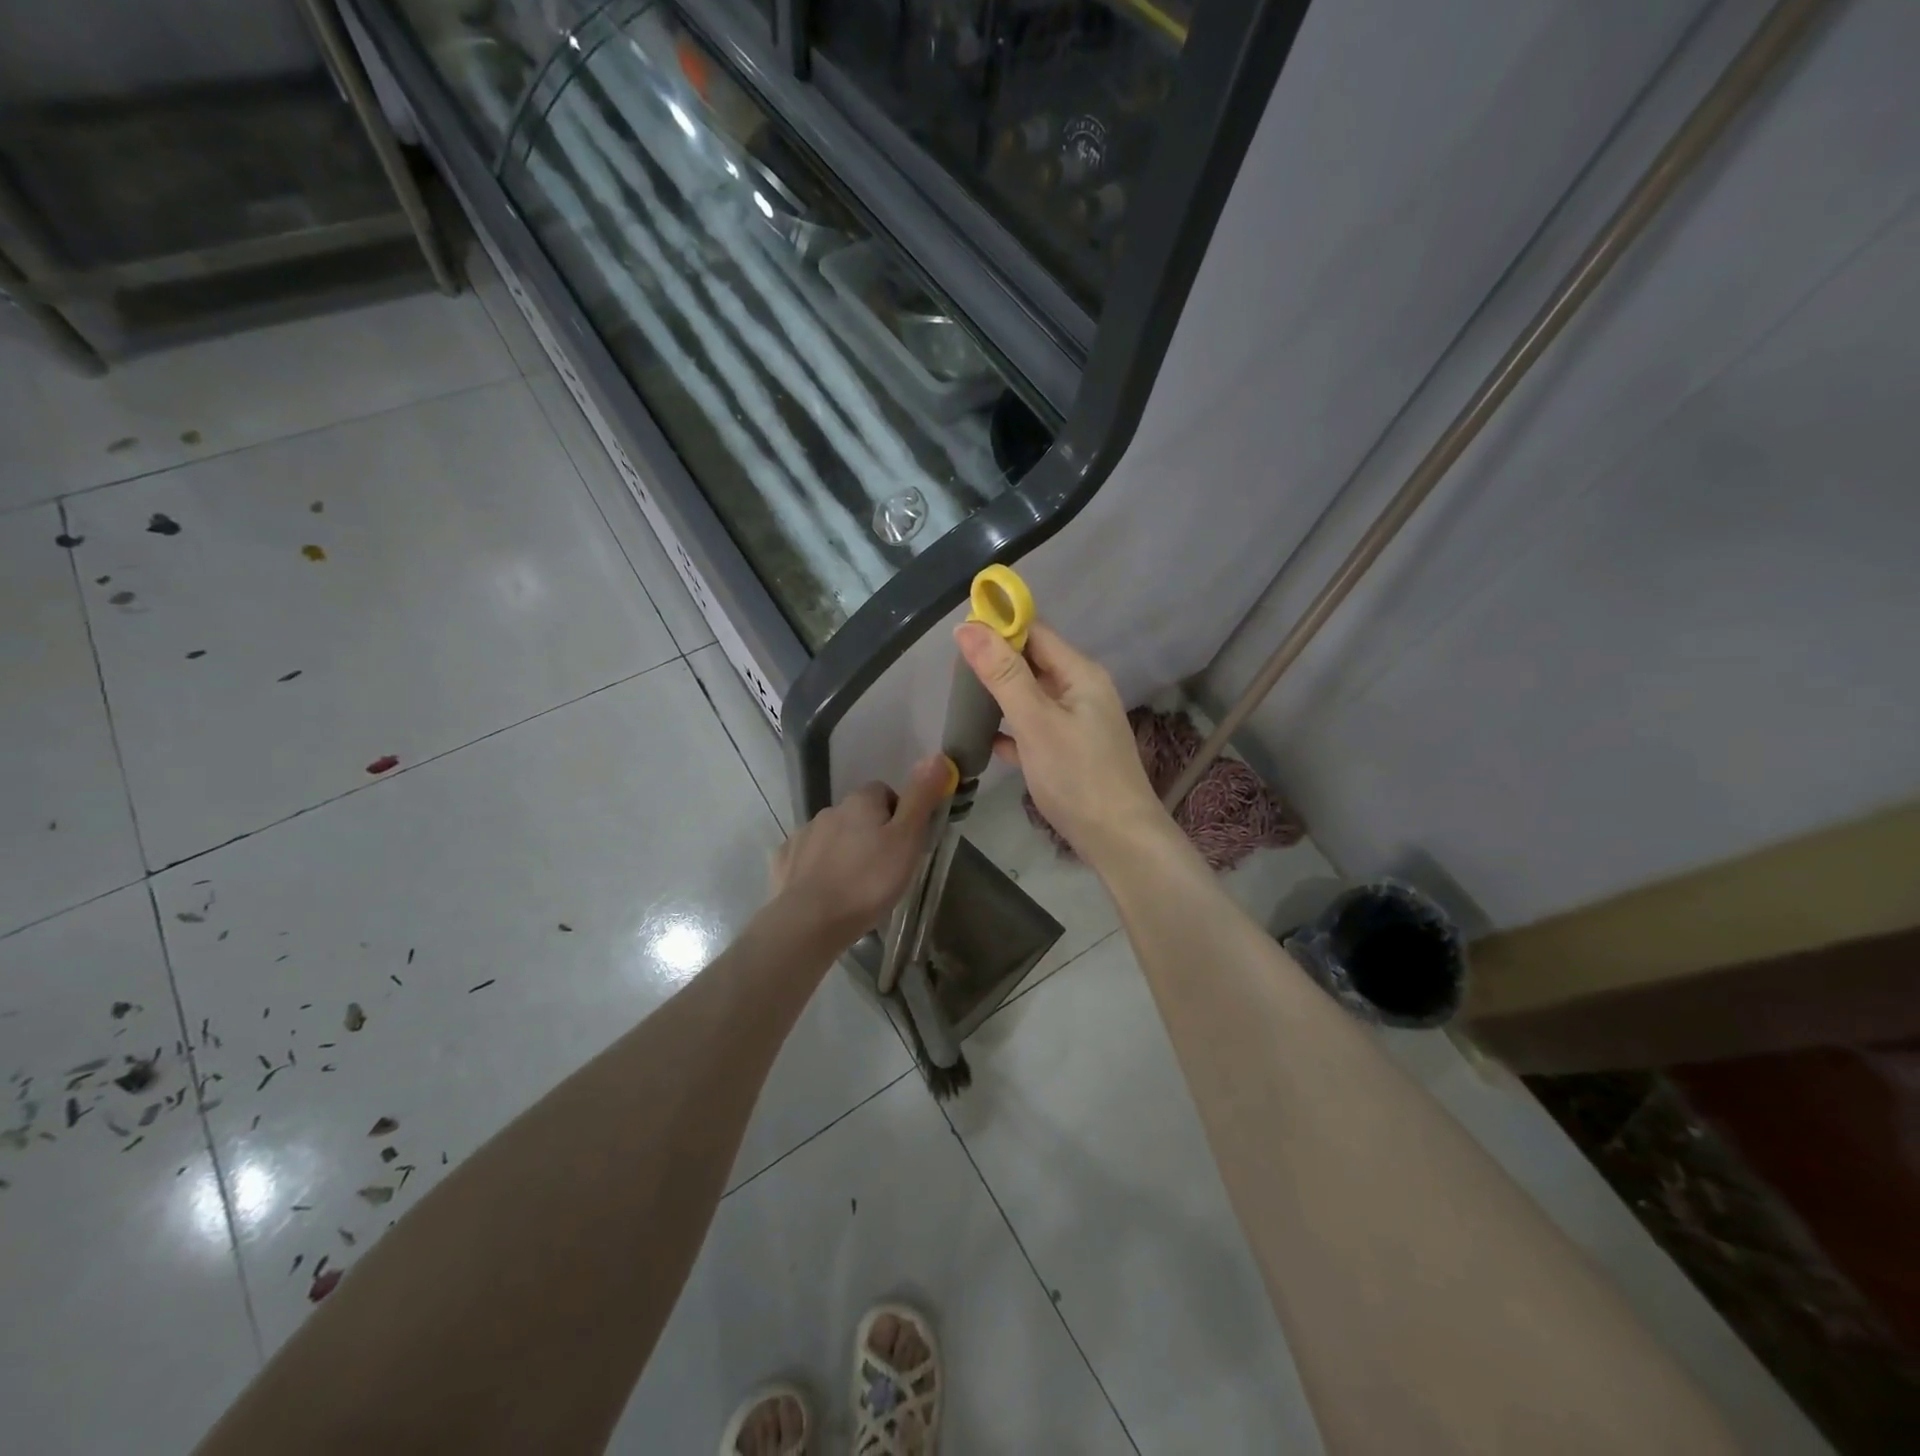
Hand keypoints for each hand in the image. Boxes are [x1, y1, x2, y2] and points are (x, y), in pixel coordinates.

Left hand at [770, 755, 950, 945]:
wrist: (810, 921)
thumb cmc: (868, 881)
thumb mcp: (907, 839)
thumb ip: (921, 798)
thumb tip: (936, 756)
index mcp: (860, 801)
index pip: (885, 792)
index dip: (899, 815)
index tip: (905, 844)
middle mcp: (829, 810)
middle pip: (858, 814)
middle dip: (870, 834)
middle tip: (885, 869)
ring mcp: (803, 835)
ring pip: (833, 835)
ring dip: (845, 850)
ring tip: (856, 885)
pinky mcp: (784, 861)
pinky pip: (807, 857)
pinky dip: (818, 868)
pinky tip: (826, 891)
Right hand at [955, 620, 1164, 866]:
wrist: (1119, 841)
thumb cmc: (1078, 776)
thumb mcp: (1036, 721)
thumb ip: (1002, 674)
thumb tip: (966, 626)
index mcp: (1080, 674)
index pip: (1036, 633)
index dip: (1000, 627)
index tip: (959, 633)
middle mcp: (1082, 691)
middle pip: (1033, 663)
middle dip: (996, 662)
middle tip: (953, 670)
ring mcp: (1077, 723)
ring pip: (1032, 697)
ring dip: (1001, 696)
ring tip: (962, 699)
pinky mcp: (1070, 753)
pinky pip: (1034, 729)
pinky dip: (1012, 730)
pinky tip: (986, 741)